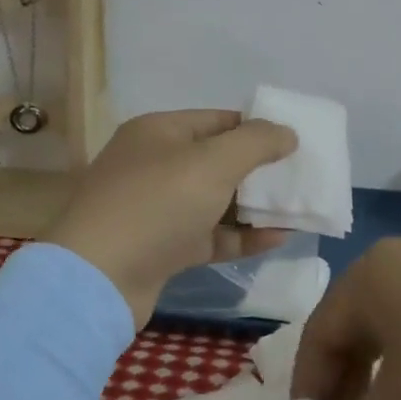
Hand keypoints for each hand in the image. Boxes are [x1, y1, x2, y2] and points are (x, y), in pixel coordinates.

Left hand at [44, 110, 299, 329]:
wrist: (99, 279)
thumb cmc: (157, 205)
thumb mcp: (213, 162)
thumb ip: (256, 142)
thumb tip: (287, 132)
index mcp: (159, 132)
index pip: (218, 120)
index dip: (257, 129)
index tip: (295, 143)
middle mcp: (155, 165)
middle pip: (217, 161)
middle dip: (260, 170)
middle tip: (301, 178)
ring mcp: (157, 209)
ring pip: (216, 201)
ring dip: (255, 206)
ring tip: (298, 209)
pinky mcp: (162, 248)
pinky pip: (211, 235)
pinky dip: (242, 237)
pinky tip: (278, 238)